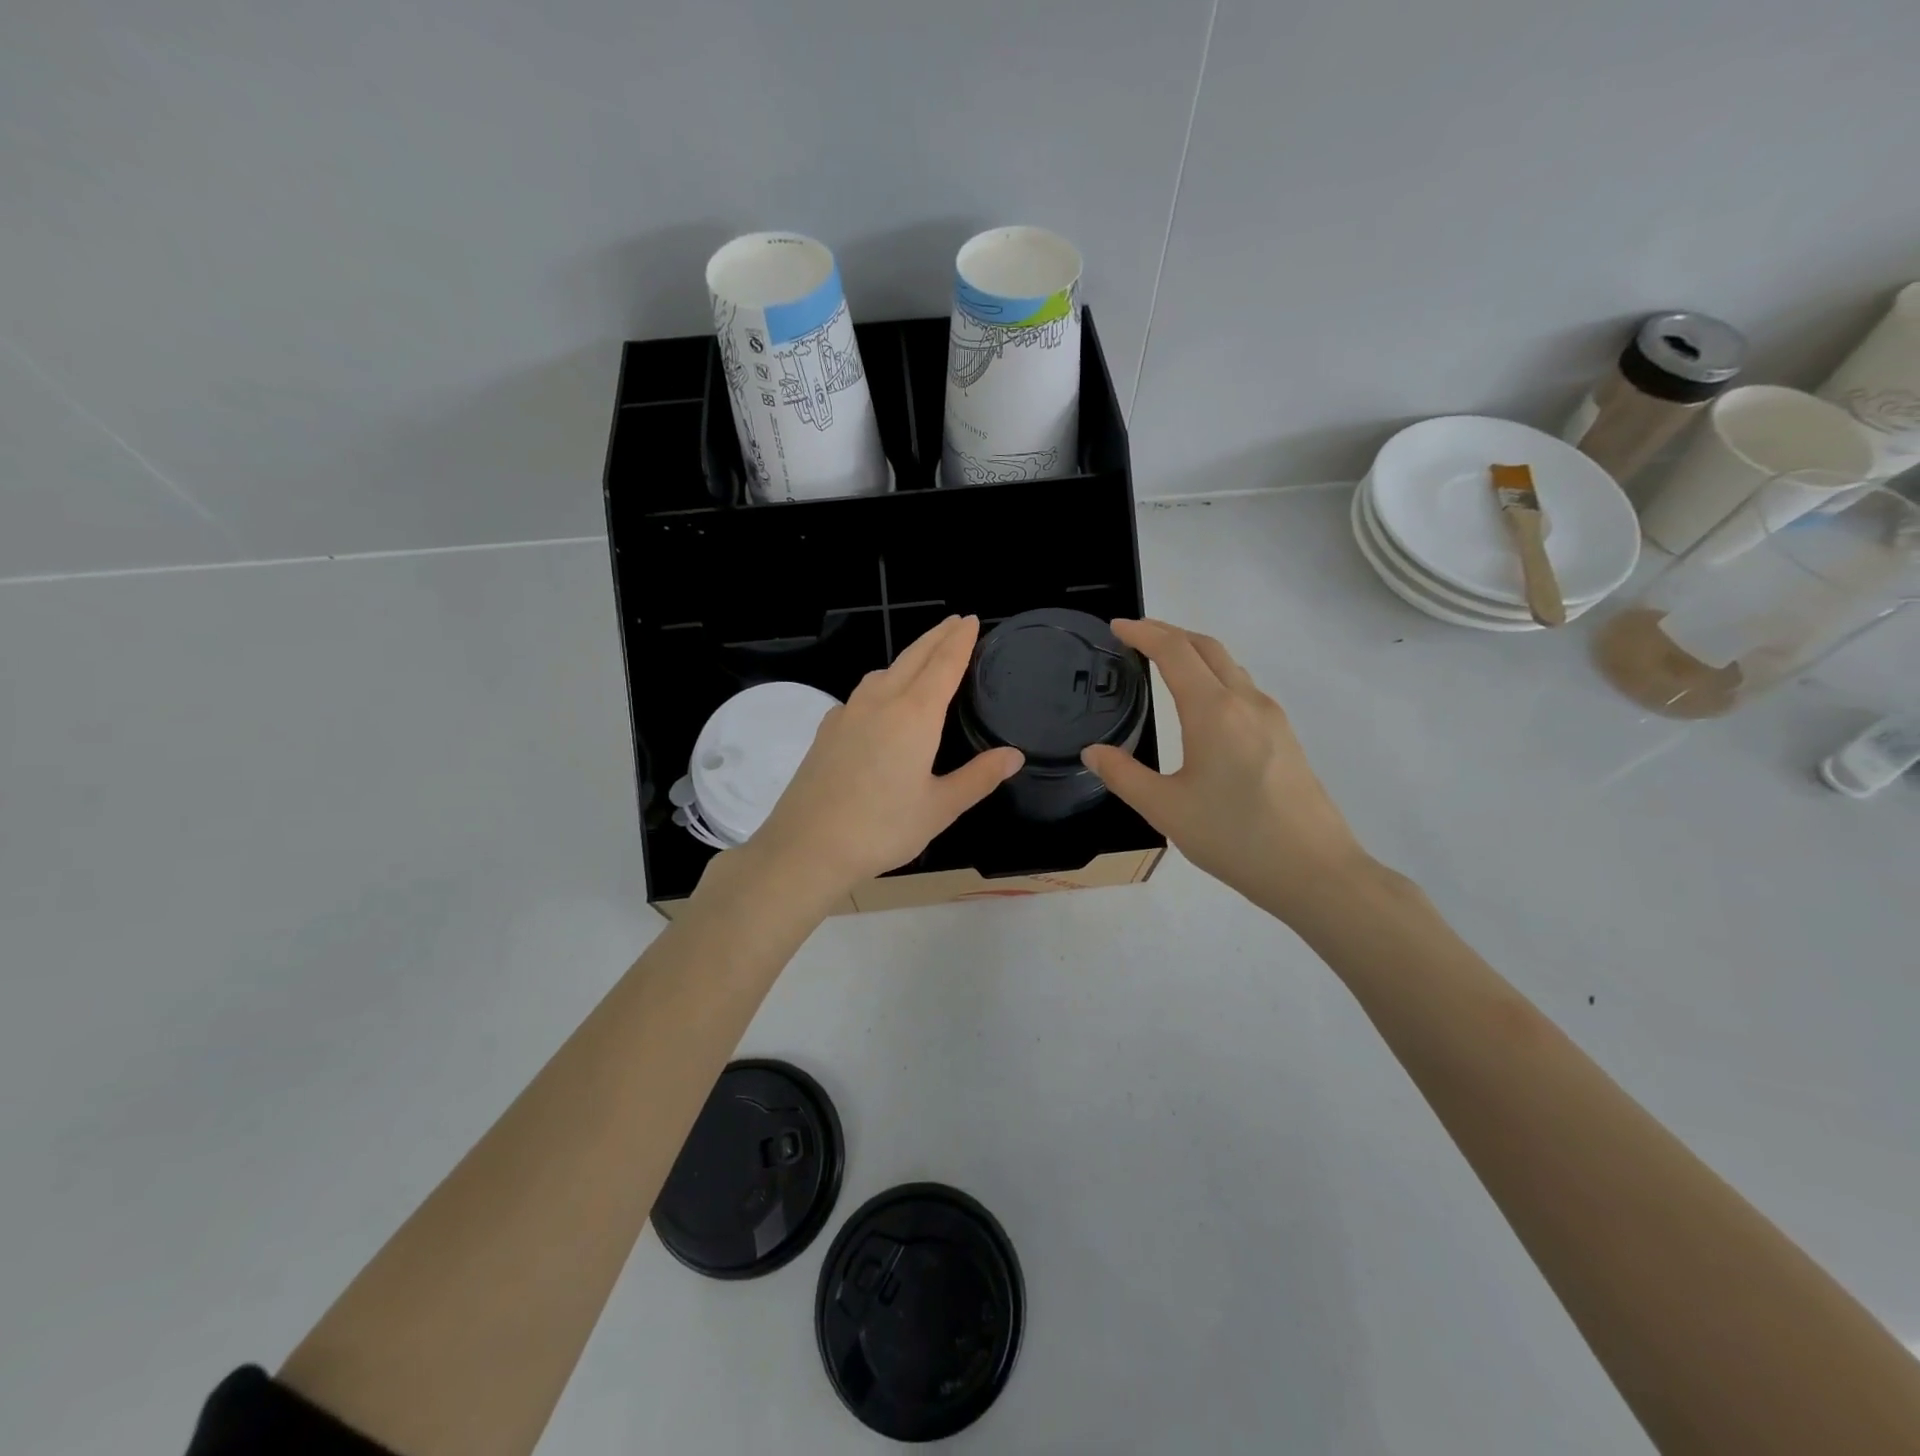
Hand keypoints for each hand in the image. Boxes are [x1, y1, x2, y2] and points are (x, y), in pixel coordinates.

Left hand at [742, 616, 1022, 901]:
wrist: (806, 847)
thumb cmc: (882, 829)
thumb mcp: (940, 808)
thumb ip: (978, 777)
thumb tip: (1014, 755)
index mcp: (913, 716)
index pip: (943, 665)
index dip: (960, 640)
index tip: (971, 619)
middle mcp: (880, 703)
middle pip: (912, 658)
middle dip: (936, 637)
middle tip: (956, 621)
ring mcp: (848, 713)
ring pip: (883, 672)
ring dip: (908, 657)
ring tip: (923, 658)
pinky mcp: (827, 730)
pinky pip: (862, 693)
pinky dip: (882, 682)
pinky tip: (881, 703)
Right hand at [1082, 619, 1372, 920]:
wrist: (1314, 871)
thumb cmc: (1234, 837)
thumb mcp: (1166, 809)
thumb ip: (1124, 776)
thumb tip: (1093, 752)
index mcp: (1213, 711)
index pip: (1174, 651)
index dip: (1143, 633)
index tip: (1117, 627)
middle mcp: (1246, 702)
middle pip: (1206, 647)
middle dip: (1169, 633)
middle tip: (1136, 638)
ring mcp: (1272, 718)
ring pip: (1230, 666)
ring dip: (1195, 654)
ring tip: (1164, 665)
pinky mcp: (1285, 737)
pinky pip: (1244, 689)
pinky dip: (1215, 677)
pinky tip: (1203, 706)